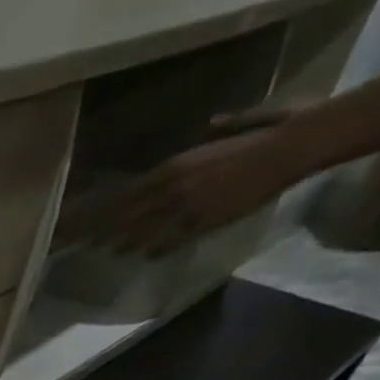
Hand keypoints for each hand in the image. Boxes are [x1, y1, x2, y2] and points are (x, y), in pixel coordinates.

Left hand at [58, 123, 310, 255]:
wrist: (292, 147)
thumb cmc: (266, 134)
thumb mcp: (234, 126)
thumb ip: (218, 128)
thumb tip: (212, 123)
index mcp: (174, 165)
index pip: (127, 193)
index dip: (105, 210)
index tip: (89, 220)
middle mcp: (172, 187)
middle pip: (127, 216)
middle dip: (105, 231)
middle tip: (87, 244)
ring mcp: (186, 207)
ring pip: (144, 231)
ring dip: (125, 243)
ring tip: (110, 252)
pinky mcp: (204, 222)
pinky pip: (171, 241)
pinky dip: (156, 249)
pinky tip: (146, 256)